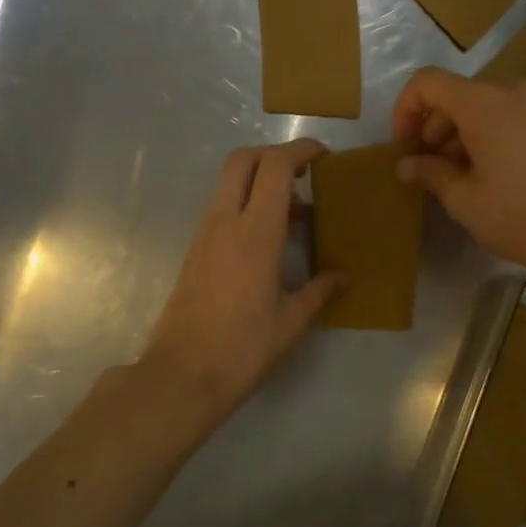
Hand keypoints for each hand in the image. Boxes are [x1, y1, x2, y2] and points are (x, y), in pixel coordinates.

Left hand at [140, 139, 342, 428]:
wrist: (181, 376)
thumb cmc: (242, 349)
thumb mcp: (290, 323)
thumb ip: (319, 291)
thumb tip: (344, 277)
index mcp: (255, 233)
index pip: (275, 166)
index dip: (300, 150)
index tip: (324, 157)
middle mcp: (225, 222)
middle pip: (243, 159)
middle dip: (274, 155)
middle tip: (304, 175)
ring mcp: (205, 234)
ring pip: (230, 183)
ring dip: (260, 182)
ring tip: (295, 214)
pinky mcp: (195, 250)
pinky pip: (223, 209)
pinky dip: (247, 205)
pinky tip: (269, 240)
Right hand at [393, 68, 525, 283]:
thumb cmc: (523, 216)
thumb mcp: (466, 200)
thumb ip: (430, 173)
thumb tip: (406, 164)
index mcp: (483, 103)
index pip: (427, 82)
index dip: (405, 110)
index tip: (404, 147)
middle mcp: (511, 91)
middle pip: (456, 94)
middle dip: (433, 127)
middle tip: (426, 169)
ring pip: (483, 106)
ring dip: (459, 134)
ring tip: (455, 177)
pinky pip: (508, 116)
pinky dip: (487, 135)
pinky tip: (487, 174)